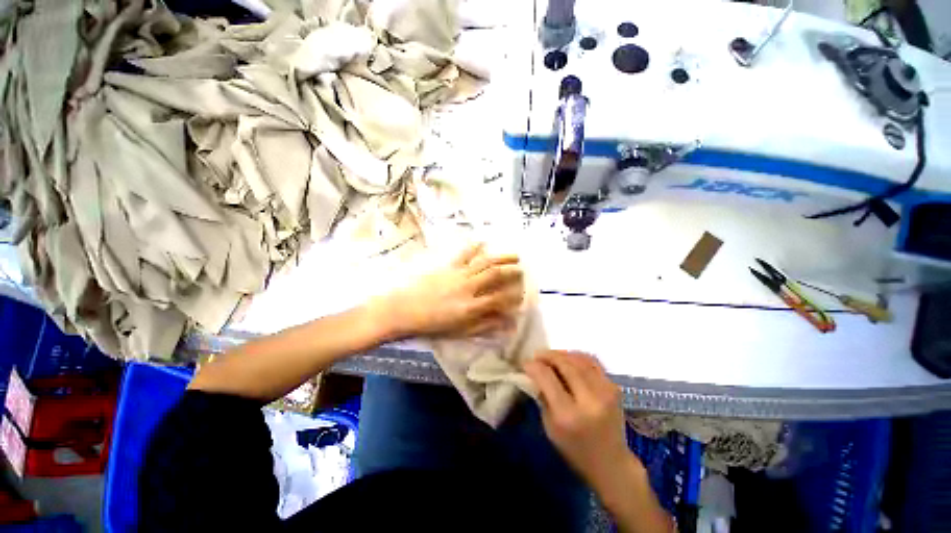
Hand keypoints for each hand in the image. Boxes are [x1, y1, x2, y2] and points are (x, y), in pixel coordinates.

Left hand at [377, 243, 523, 338]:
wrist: (402, 310)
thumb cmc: (431, 324)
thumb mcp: (459, 331)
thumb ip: (484, 326)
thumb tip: (506, 324)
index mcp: (470, 307)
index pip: (499, 299)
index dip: (514, 297)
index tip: (523, 295)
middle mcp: (468, 288)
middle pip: (495, 275)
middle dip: (512, 270)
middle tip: (523, 268)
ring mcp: (458, 274)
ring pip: (484, 262)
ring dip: (501, 257)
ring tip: (514, 254)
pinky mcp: (448, 266)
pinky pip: (464, 254)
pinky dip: (475, 246)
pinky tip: (483, 242)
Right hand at [524, 351, 637, 492]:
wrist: (611, 463)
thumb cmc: (574, 450)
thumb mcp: (549, 427)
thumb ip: (542, 396)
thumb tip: (533, 373)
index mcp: (568, 415)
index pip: (547, 378)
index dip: (533, 366)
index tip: (525, 363)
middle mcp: (589, 400)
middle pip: (564, 364)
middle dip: (547, 356)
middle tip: (537, 356)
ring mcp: (605, 392)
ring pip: (579, 359)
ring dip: (561, 354)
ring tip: (551, 356)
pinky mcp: (614, 387)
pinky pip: (592, 362)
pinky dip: (577, 357)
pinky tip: (568, 360)